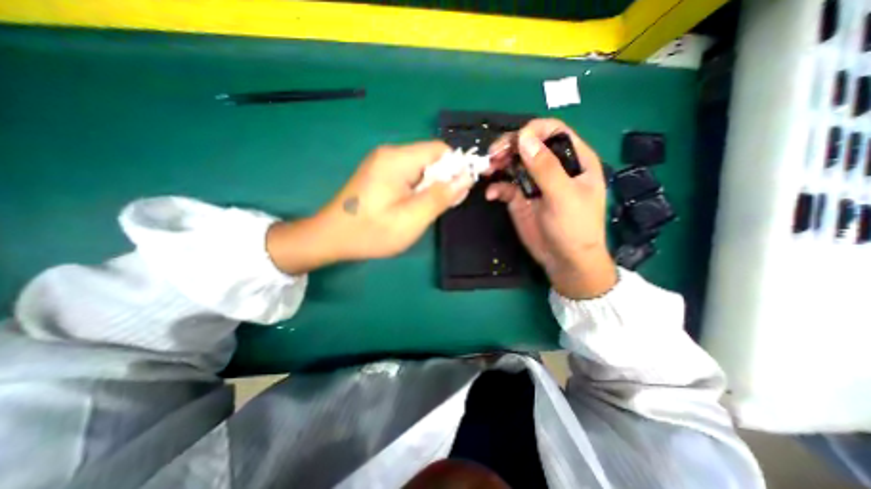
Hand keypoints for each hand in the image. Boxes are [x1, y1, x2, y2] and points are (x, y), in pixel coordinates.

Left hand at [268, 139, 468, 275]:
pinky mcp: (379, 175)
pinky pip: (408, 176)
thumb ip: (441, 196)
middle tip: (439, 208)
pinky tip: (411, 208)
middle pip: (430, 159)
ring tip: (424, 212)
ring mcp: (382, 163)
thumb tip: (466, 177)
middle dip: (442, 181)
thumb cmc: (371, 231)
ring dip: (430, 188)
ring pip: (420, 169)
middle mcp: (390, 154)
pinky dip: (417, 190)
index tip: (457, 194)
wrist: (330, 238)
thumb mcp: (412, 218)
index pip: (440, 150)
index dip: (455, 168)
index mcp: (398, 159)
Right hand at [486, 120, 614, 300]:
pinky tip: (492, 195)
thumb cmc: (574, 228)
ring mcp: (535, 183)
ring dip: (499, 164)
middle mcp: (553, 167)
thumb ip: (545, 167)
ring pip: (514, 163)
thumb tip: (523, 138)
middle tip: (493, 156)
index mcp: (574, 160)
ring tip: (488, 170)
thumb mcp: (563, 196)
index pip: (553, 131)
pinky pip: (506, 186)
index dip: (533, 131)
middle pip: (529, 145)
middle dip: (509, 147)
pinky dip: (497, 187)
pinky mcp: (521, 198)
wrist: (564, 261)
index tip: (514, 142)